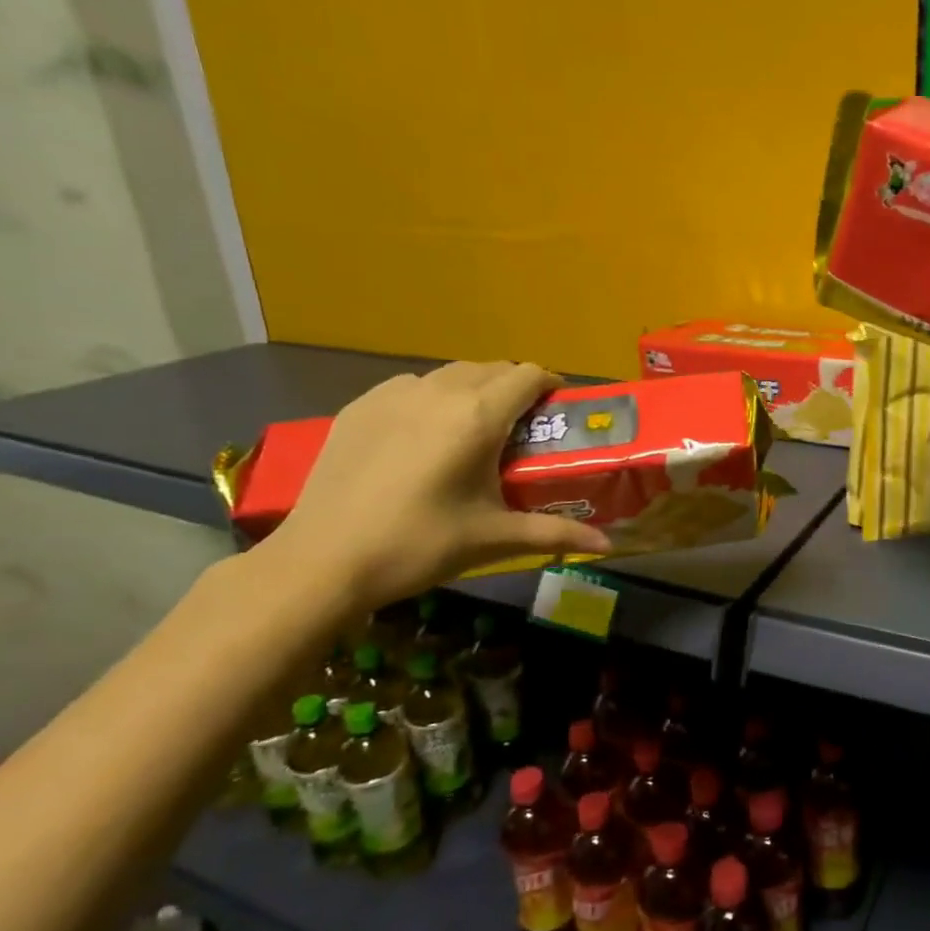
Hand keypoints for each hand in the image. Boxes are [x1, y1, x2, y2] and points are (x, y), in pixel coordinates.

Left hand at [258, 361, 609, 612]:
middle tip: (523, 428)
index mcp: (478, 417)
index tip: (559, 410)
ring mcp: (393, 394)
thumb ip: (556, 534)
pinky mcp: (359, 407)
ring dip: (474, 390)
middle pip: (492, 369)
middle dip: (515, 389)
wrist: (322, 561)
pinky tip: (424, 438)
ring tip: (474, 431)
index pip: (529, 375)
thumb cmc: (419, 546)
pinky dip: (431, 399)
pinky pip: (411, 387)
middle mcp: (438, 391)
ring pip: (450, 374)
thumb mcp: (494, 538)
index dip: (551, 386)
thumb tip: (607, 546)